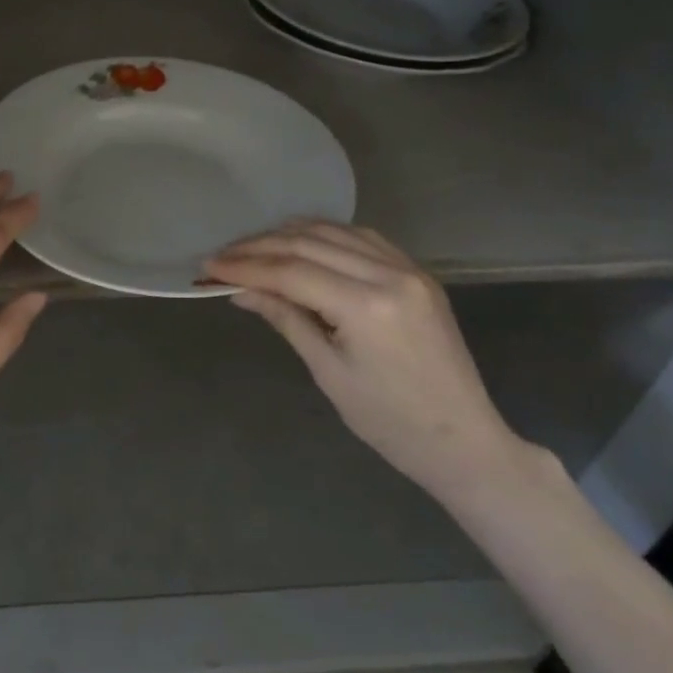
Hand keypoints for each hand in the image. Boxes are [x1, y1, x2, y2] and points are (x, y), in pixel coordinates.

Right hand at [206, 223, 522, 494]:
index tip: (208, 267)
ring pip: (335, 231)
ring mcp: (408, 269)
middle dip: (260, 247)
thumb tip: (240, 291)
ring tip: (252, 247)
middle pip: (309, 243)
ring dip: (289, 235)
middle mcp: (390, 274)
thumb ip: (286, 319)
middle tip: (222, 256)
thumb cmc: (390, 422)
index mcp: (367, 307)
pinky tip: (300, 244)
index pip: (291, 271)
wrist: (463, 441)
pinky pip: (362, 238)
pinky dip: (325, 236)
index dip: (245, 266)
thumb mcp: (329, 373)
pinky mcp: (417, 272)